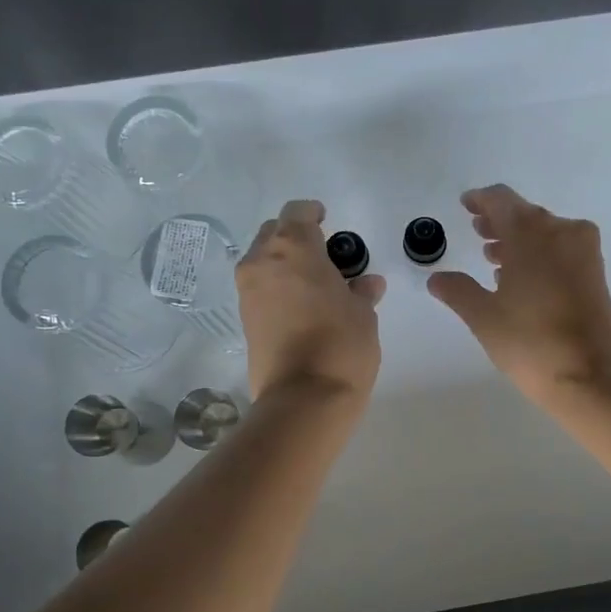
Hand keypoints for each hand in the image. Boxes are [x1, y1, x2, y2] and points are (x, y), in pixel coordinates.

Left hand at [237, 200, 386, 401]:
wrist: (304, 399)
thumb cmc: (341, 343)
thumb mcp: (363, 313)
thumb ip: (361, 291)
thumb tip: (365, 285)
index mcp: (293, 248)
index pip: (297, 212)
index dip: (313, 213)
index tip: (327, 220)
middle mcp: (262, 262)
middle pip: (274, 233)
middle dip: (295, 238)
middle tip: (323, 256)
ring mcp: (248, 292)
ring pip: (264, 262)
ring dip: (285, 264)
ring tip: (315, 285)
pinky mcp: (244, 320)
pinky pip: (261, 289)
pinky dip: (278, 288)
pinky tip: (303, 307)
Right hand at [426, 185, 610, 405]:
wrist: (593, 377)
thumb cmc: (531, 342)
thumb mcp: (484, 317)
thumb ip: (458, 291)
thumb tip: (436, 278)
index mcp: (531, 233)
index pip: (501, 200)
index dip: (480, 200)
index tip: (466, 205)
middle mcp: (562, 232)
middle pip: (525, 214)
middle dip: (499, 222)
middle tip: (477, 231)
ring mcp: (584, 252)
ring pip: (545, 233)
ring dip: (519, 240)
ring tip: (493, 258)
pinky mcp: (596, 274)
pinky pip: (561, 250)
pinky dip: (539, 254)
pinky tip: (521, 277)